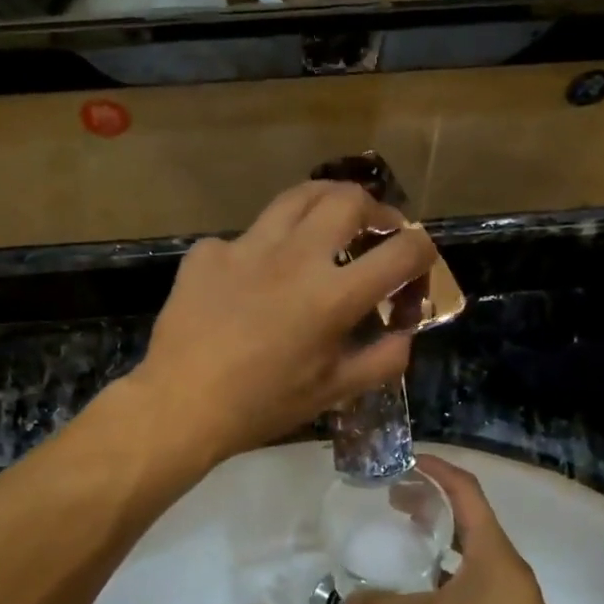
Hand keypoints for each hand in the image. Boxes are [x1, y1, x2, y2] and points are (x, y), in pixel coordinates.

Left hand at [131, 182, 436, 466]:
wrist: (180, 405)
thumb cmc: (262, 406)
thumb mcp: (332, 393)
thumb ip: (381, 361)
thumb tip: (405, 334)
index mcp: (332, 296)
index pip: (401, 251)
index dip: (423, 250)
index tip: (418, 260)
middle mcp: (295, 257)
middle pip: (348, 200)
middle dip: (376, 209)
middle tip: (376, 228)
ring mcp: (247, 247)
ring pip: (296, 197)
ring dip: (324, 203)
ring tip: (327, 222)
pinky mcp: (208, 252)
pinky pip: (246, 237)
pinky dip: (263, 248)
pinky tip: (256, 275)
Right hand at [346, 455, 581, 603]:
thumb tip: (350, 601)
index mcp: (490, 545)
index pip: (464, 489)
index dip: (437, 469)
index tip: (406, 460)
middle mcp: (500, 556)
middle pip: (466, 512)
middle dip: (431, 498)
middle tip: (394, 498)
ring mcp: (505, 582)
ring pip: (468, 543)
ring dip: (438, 532)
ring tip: (404, 533)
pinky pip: (470, 571)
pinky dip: (445, 564)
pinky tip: (422, 582)